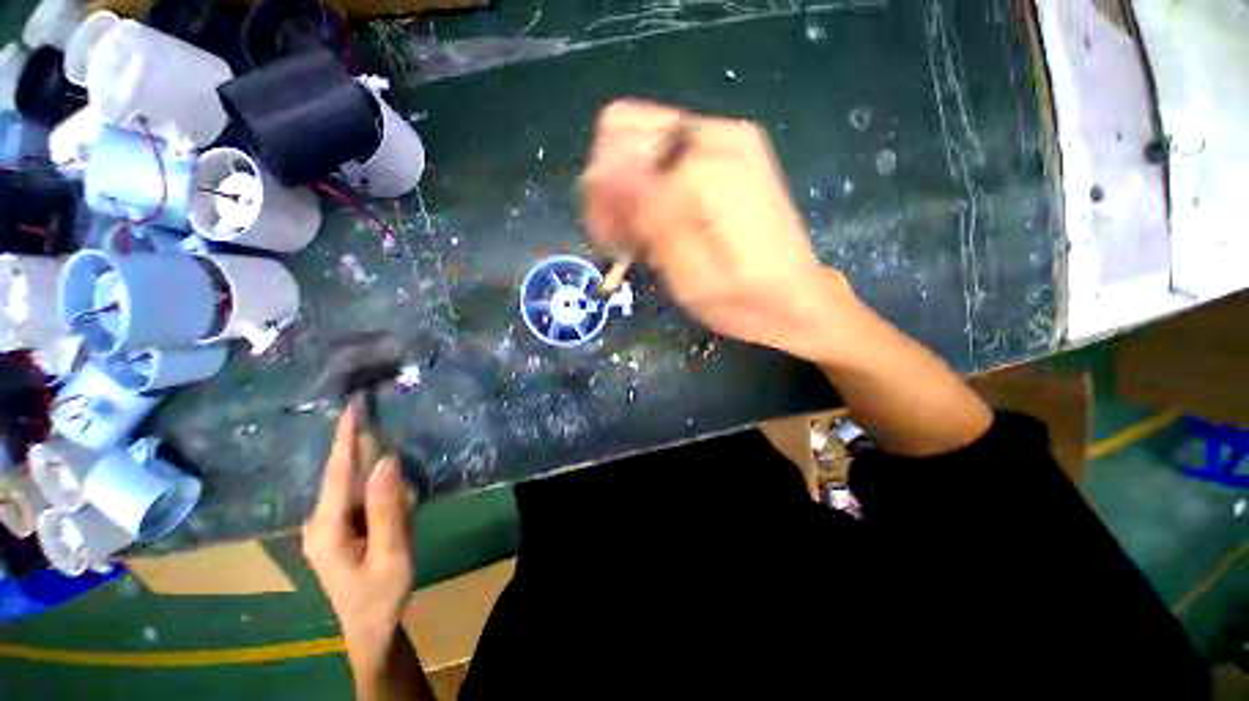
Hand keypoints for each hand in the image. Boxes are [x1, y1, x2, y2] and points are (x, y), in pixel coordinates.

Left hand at [303, 404, 413, 672]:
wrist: (372, 626)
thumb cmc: (381, 593)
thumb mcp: (391, 553)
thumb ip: (388, 508)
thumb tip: (387, 460)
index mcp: (326, 528)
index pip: (337, 472)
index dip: (346, 437)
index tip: (352, 406)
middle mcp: (320, 521)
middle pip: (343, 473)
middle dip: (359, 442)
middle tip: (375, 410)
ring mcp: (329, 525)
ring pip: (353, 484)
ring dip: (370, 461)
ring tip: (384, 439)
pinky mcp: (342, 528)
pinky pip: (360, 495)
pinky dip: (375, 480)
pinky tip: (390, 479)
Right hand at [583, 99, 855, 363]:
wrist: (796, 298)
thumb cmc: (742, 299)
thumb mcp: (686, 274)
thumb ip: (646, 218)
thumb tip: (598, 175)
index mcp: (702, 169)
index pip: (614, 152)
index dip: (599, 198)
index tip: (608, 240)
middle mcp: (715, 136)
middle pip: (624, 129)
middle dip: (610, 183)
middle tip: (620, 233)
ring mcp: (727, 137)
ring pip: (643, 137)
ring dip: (629, 185)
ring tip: (641, 233)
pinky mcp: (732, 150)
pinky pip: (668, 149)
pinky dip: (652, 183)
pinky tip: (662, 220)